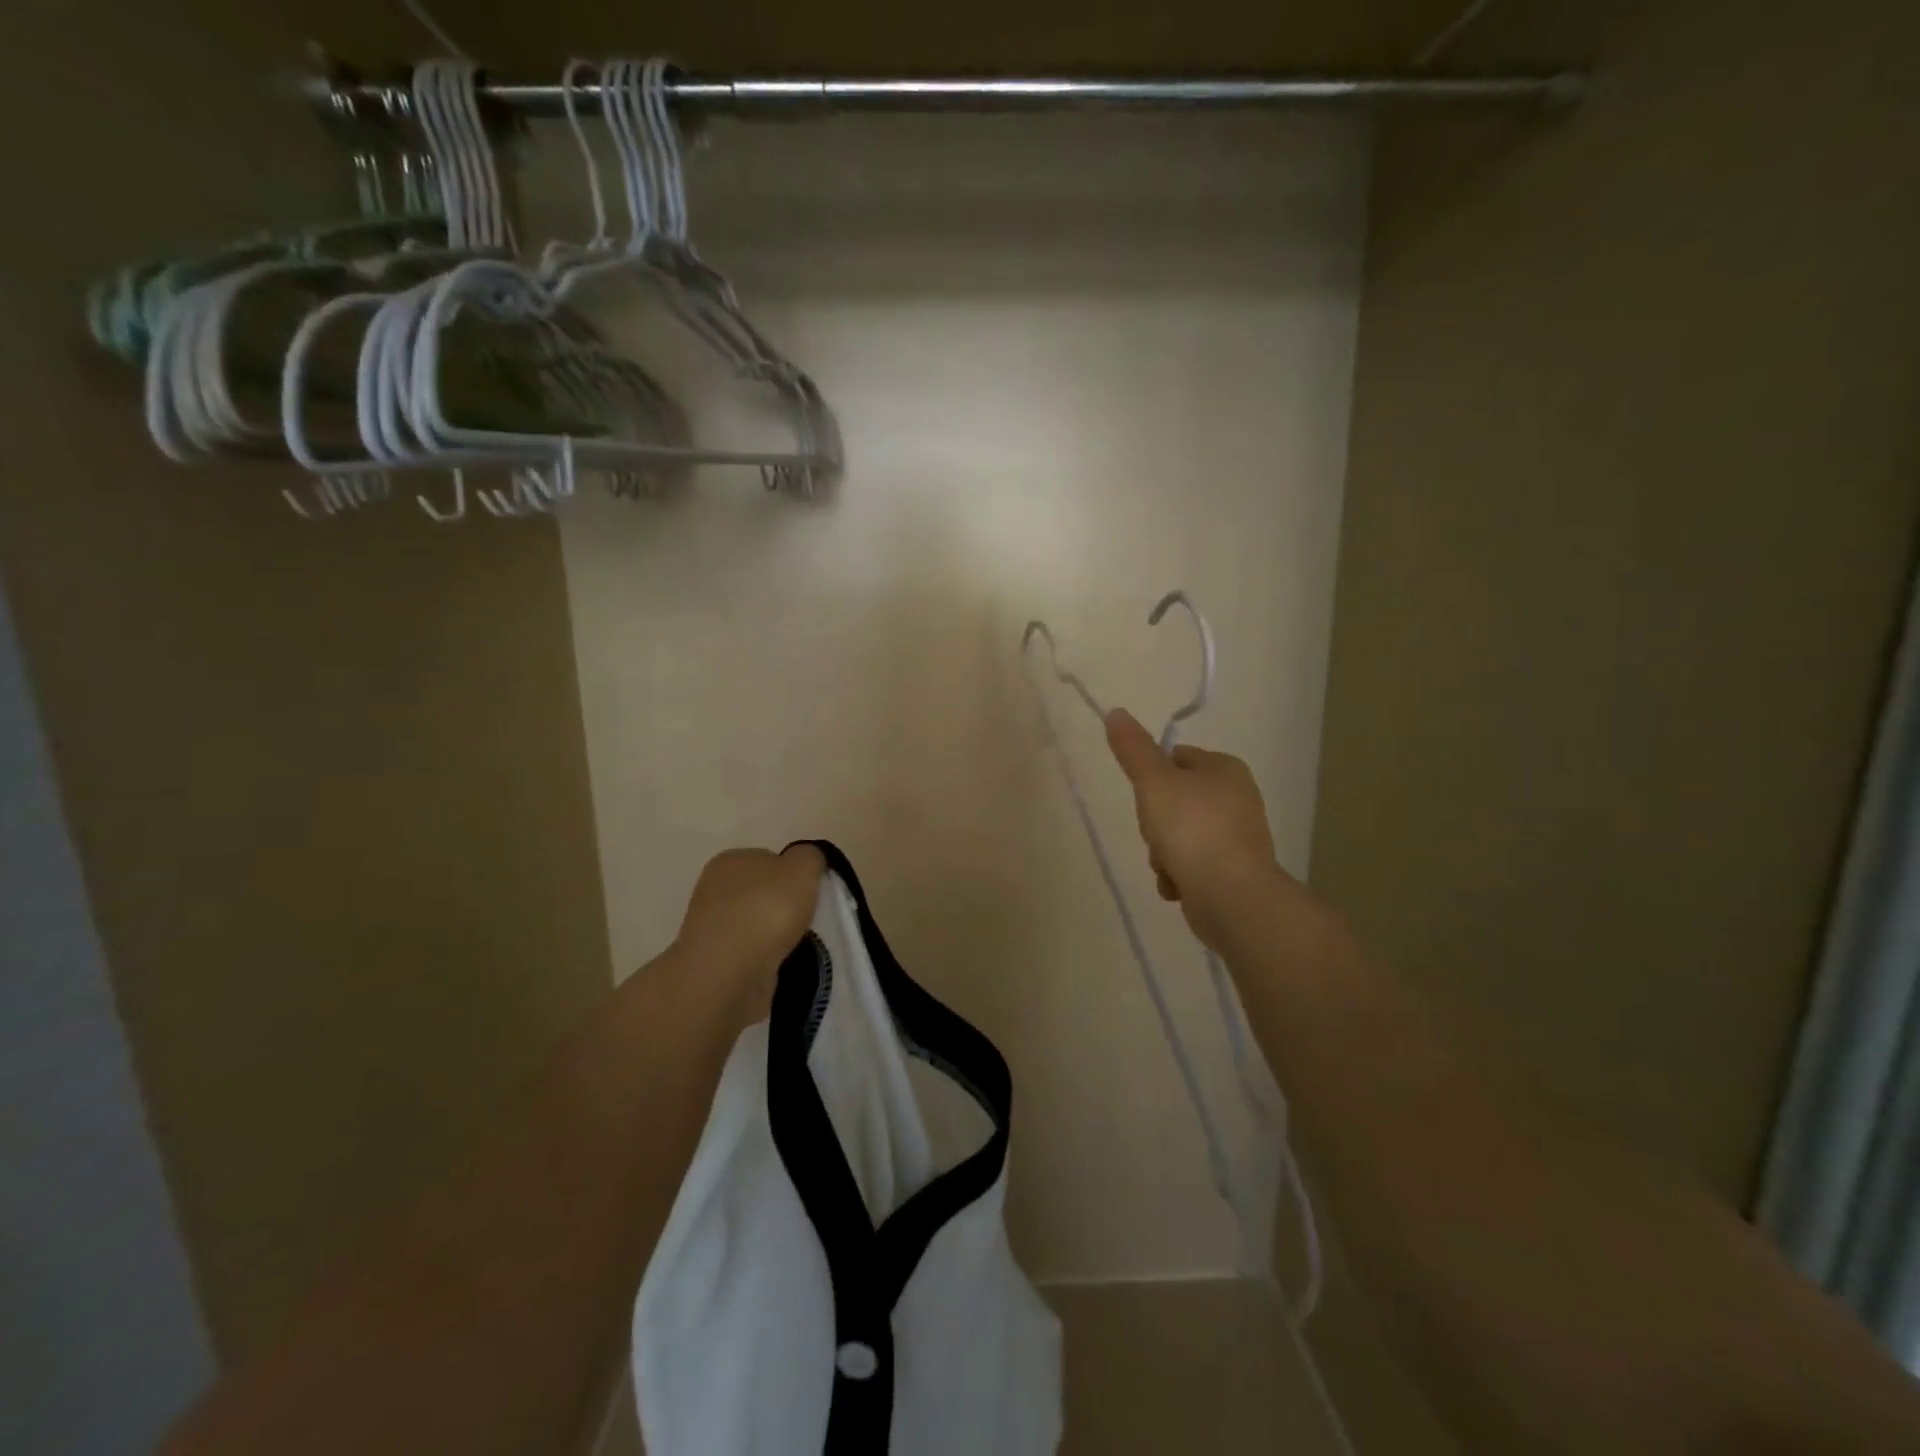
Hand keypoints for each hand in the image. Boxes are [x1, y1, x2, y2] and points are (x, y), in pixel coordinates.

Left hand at [674, 845, 824, 1019]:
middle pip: (760, 892)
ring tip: (794, 946)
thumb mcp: (803, 867)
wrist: (730, 973)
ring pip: (754, 923)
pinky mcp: (713, 961)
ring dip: (773, 934)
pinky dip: (764, 958)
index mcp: (730, 860)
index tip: (809, 893)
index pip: (768, 860)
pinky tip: (776, 964)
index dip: (792, 875)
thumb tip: (806, 862)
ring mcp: (709, 927)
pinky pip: (748, 952)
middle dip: (782, 905)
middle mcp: (713, 888)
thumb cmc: (767, 909)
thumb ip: (810, 856)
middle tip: (805, 920)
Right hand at [1104, 709, 1284, 947]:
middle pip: (1175, 800)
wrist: (1231, 895)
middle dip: (1156, 823)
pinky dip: (1179, 875)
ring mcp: (1237, 837)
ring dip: (1164, 853)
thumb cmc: (1191, 828)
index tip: (1145, 796)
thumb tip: (1116, 712)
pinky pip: (1193, 865)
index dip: (1153, 775)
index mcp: (1225, 768)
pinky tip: (1177, 886)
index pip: (1178, 757)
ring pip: (1180, 835)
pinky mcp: (1234, 871)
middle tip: (1155, 834)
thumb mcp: (1154, 781)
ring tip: (1167, 866)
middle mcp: (1237, 798)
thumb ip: (1133, 748)